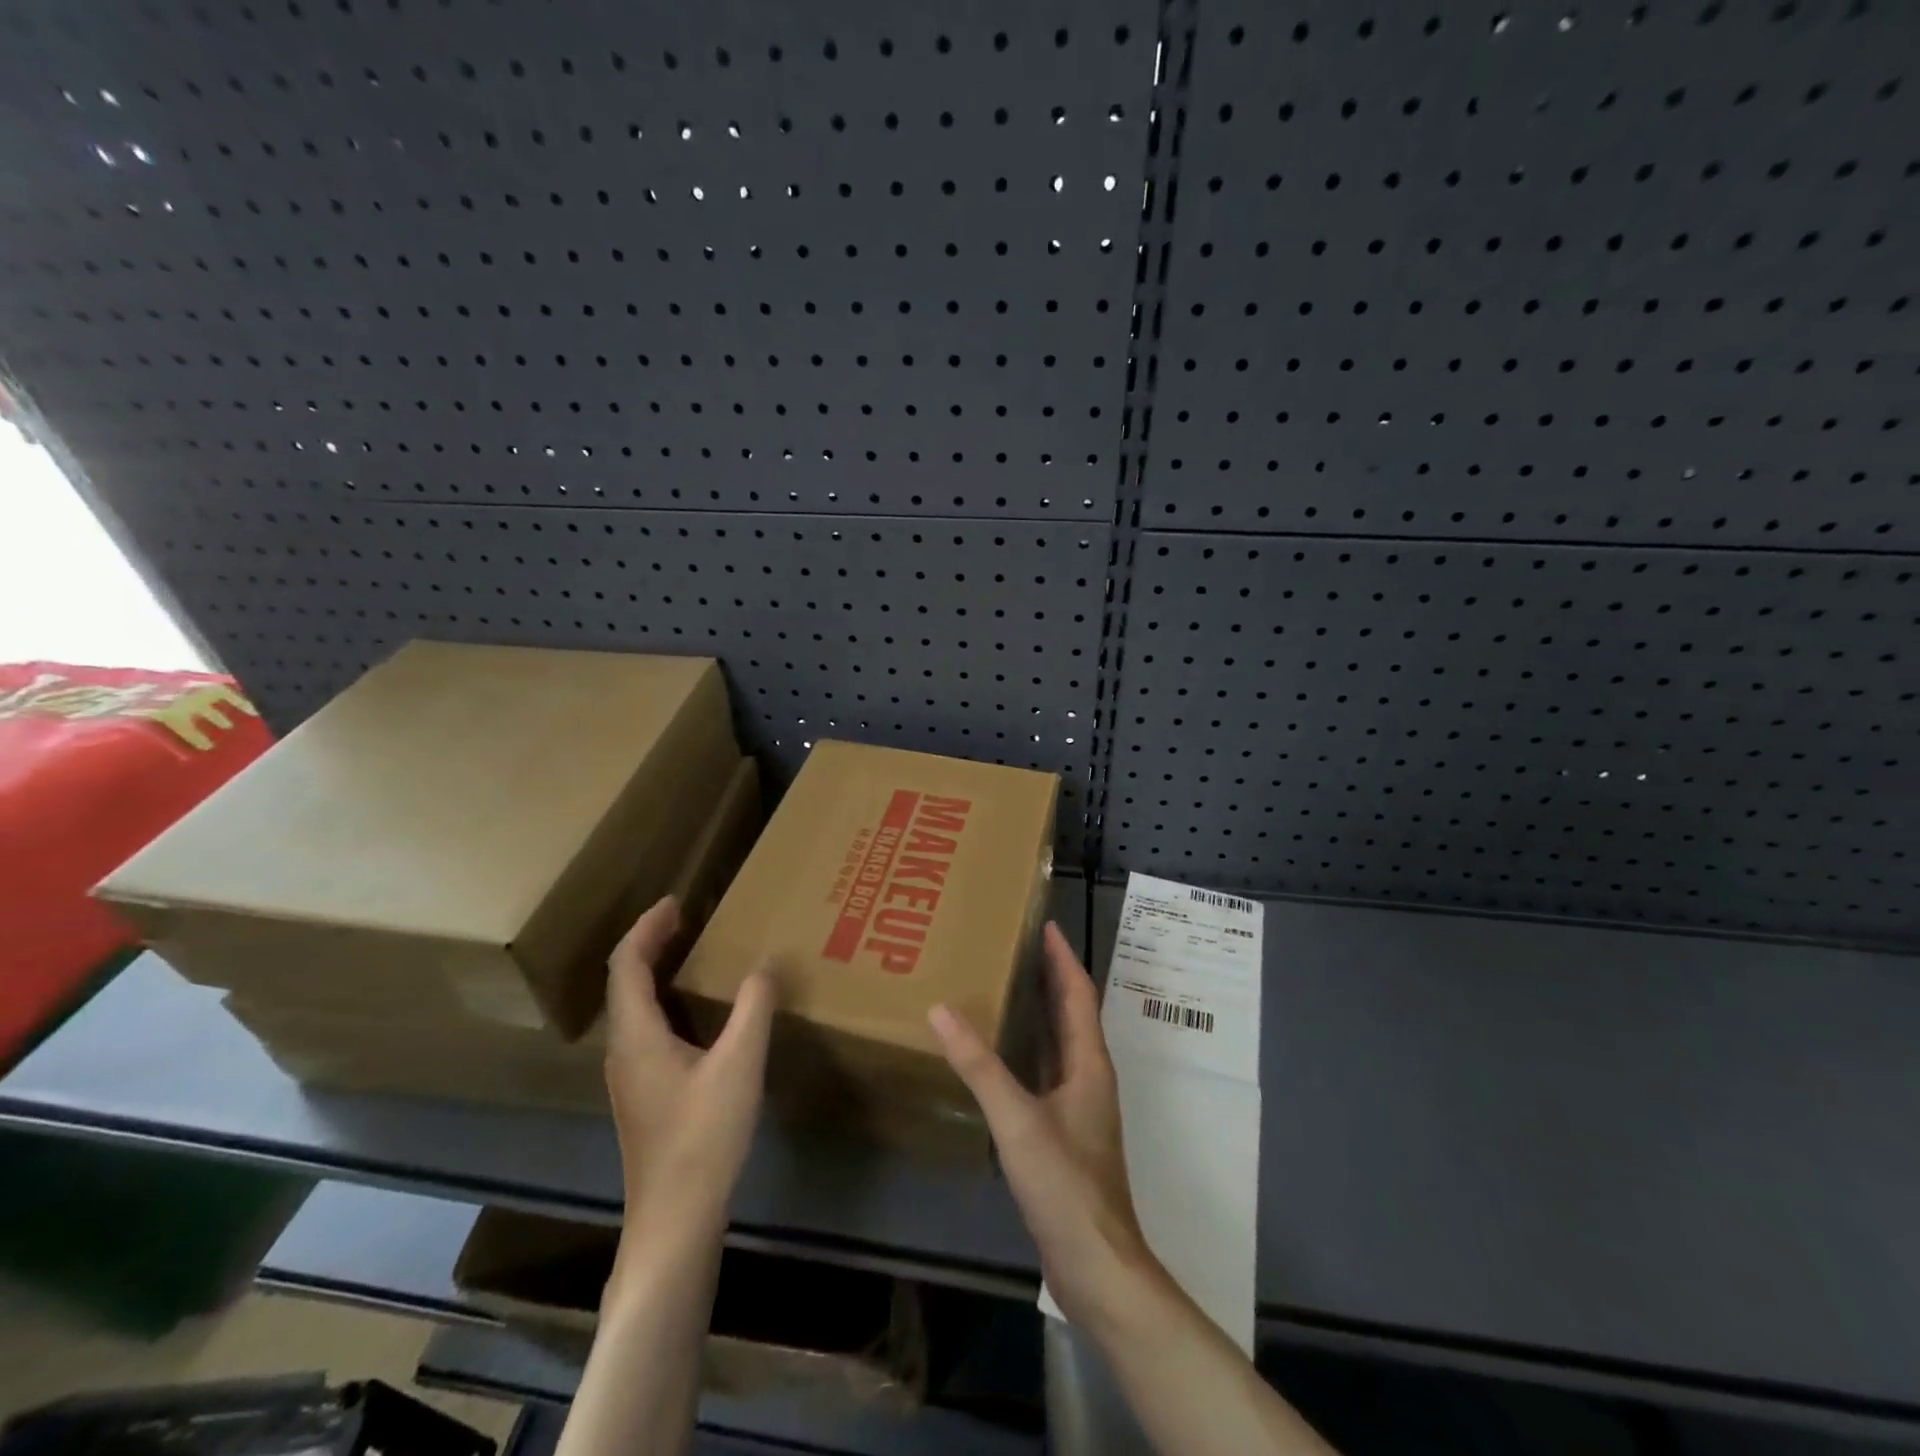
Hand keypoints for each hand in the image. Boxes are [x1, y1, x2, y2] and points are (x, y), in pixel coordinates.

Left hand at [603, 897, 774, 1238]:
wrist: (675, 1218)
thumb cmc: (704, 1136)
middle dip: (650, 943)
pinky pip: (645, 1027)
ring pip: (633, 1007)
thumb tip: (764, 965)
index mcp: (637, 1035)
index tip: (675, 902)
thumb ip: (753, 1008)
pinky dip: (664, 1000)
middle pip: (625, 982)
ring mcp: (630, 1075)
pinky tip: (695, 1011)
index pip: (627, 964)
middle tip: (685, 918)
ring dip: (654, 971)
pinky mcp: (643, 1094)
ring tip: (690, 952)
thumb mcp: (740, 1064)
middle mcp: (623, 1049)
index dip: (647, 928)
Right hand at [928, 923, 1160, 1332]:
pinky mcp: (1065, 1132)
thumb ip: (980, 1065)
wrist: (1097, 1264)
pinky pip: (1045, 1073)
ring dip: (1040, 1011)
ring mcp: (1078, 1106)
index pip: (1078, 993)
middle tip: (1018, 945)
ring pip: (1059, 1043)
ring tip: (1007, 985)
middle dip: (1050, 977)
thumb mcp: (1017, 1120)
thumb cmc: (1065, 1184)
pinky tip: (1001, 1054)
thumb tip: (942, 1009)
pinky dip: (1028, 1050)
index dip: (1064, 957)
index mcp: (1088, 1063)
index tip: (1046, 924)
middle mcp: (1088, 1076)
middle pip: (1071, 1013)